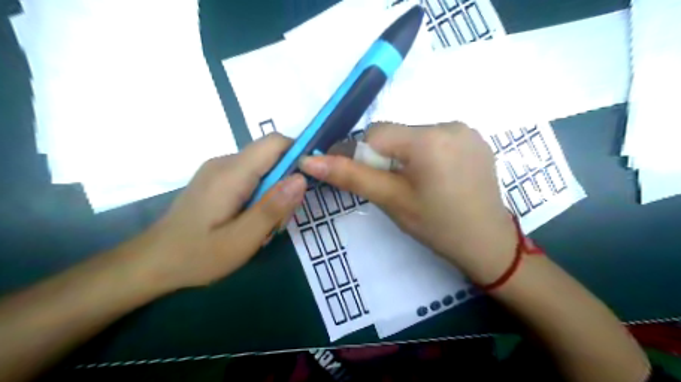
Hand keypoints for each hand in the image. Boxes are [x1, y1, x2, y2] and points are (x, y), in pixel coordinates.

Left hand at [134, 132, 304, 288]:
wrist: (152, 262)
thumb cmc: (197, 256)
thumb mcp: (241, 241)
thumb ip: (272, 208)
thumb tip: (301, 178)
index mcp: (232, 173)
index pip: (275, 142)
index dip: (299, 153)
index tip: (310, 181)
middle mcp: (225, 162)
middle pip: (271, 155)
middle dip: (287, 181)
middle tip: (282, 217)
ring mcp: (218, 169)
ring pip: (262, 167)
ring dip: (274, 191)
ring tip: (264, 225)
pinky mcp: (216, 179)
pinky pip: (250, 176)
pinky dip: (261, 193)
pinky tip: (251, 219)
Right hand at [300, 124, 512, 284]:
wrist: (487, 244)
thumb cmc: (436, 226)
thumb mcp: (391, 200)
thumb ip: (351, 176)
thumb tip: (309, 160)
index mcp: (428, 139)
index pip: (375, 133)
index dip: (358, 153)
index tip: (355, 174)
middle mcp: (449, 125)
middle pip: (396, 134)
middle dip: (384, 156)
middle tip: (390, 186)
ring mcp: (466, 131)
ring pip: (415, 136)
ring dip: (405, 155)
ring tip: (414, 184)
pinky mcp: (475, 140)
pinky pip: (436, 139)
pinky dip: (426, 154)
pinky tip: (435, 177)